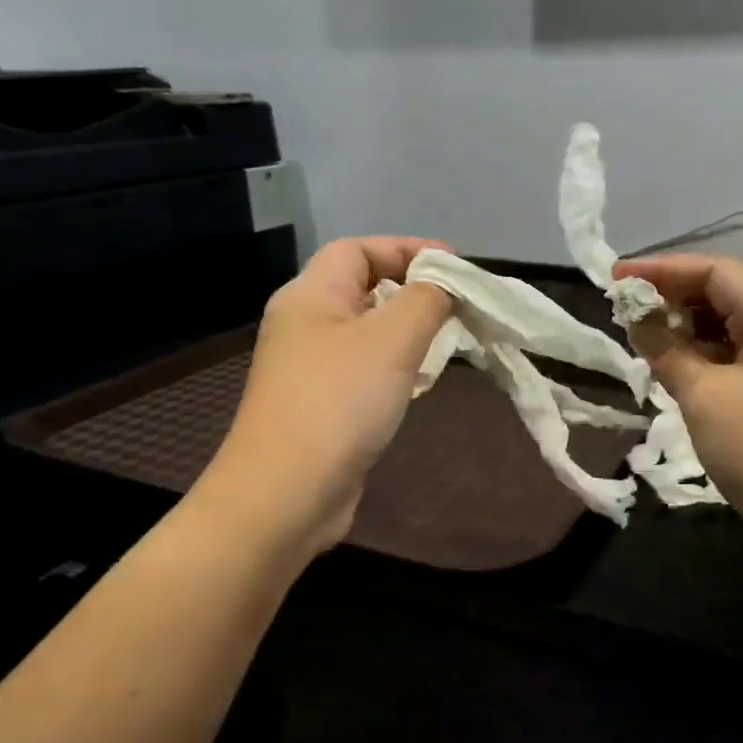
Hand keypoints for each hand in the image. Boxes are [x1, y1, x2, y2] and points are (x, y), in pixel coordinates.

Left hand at [203, 237, 452, 557]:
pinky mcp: (320, 406)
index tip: (456, 268)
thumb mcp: (392, 340)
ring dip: (406, 331)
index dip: (407, 249)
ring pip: (365, 332)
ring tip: (446, 343)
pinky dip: (394, 367)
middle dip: (412, 291)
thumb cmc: (339, 403)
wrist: (286, 494)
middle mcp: (303, 325)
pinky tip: (418, 384)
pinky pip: (363, 370)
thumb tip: (443, 285)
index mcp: (310, 296)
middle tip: (457, 308)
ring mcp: (309, 369)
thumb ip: (426, 300)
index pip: (358, 249)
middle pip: (362, 288)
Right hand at [613, 254, 742, 563]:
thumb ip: (666, 349)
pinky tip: (667, 362)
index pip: (719, 272)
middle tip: (622, 306)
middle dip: (672, 297)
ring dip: (683, 328)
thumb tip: (636, 317)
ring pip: (728, 327)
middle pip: (726, 295)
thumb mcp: (705, 395)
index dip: (663, 270)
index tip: (615, 276)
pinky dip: (699, 355)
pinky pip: (733, 357)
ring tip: (637, 332)